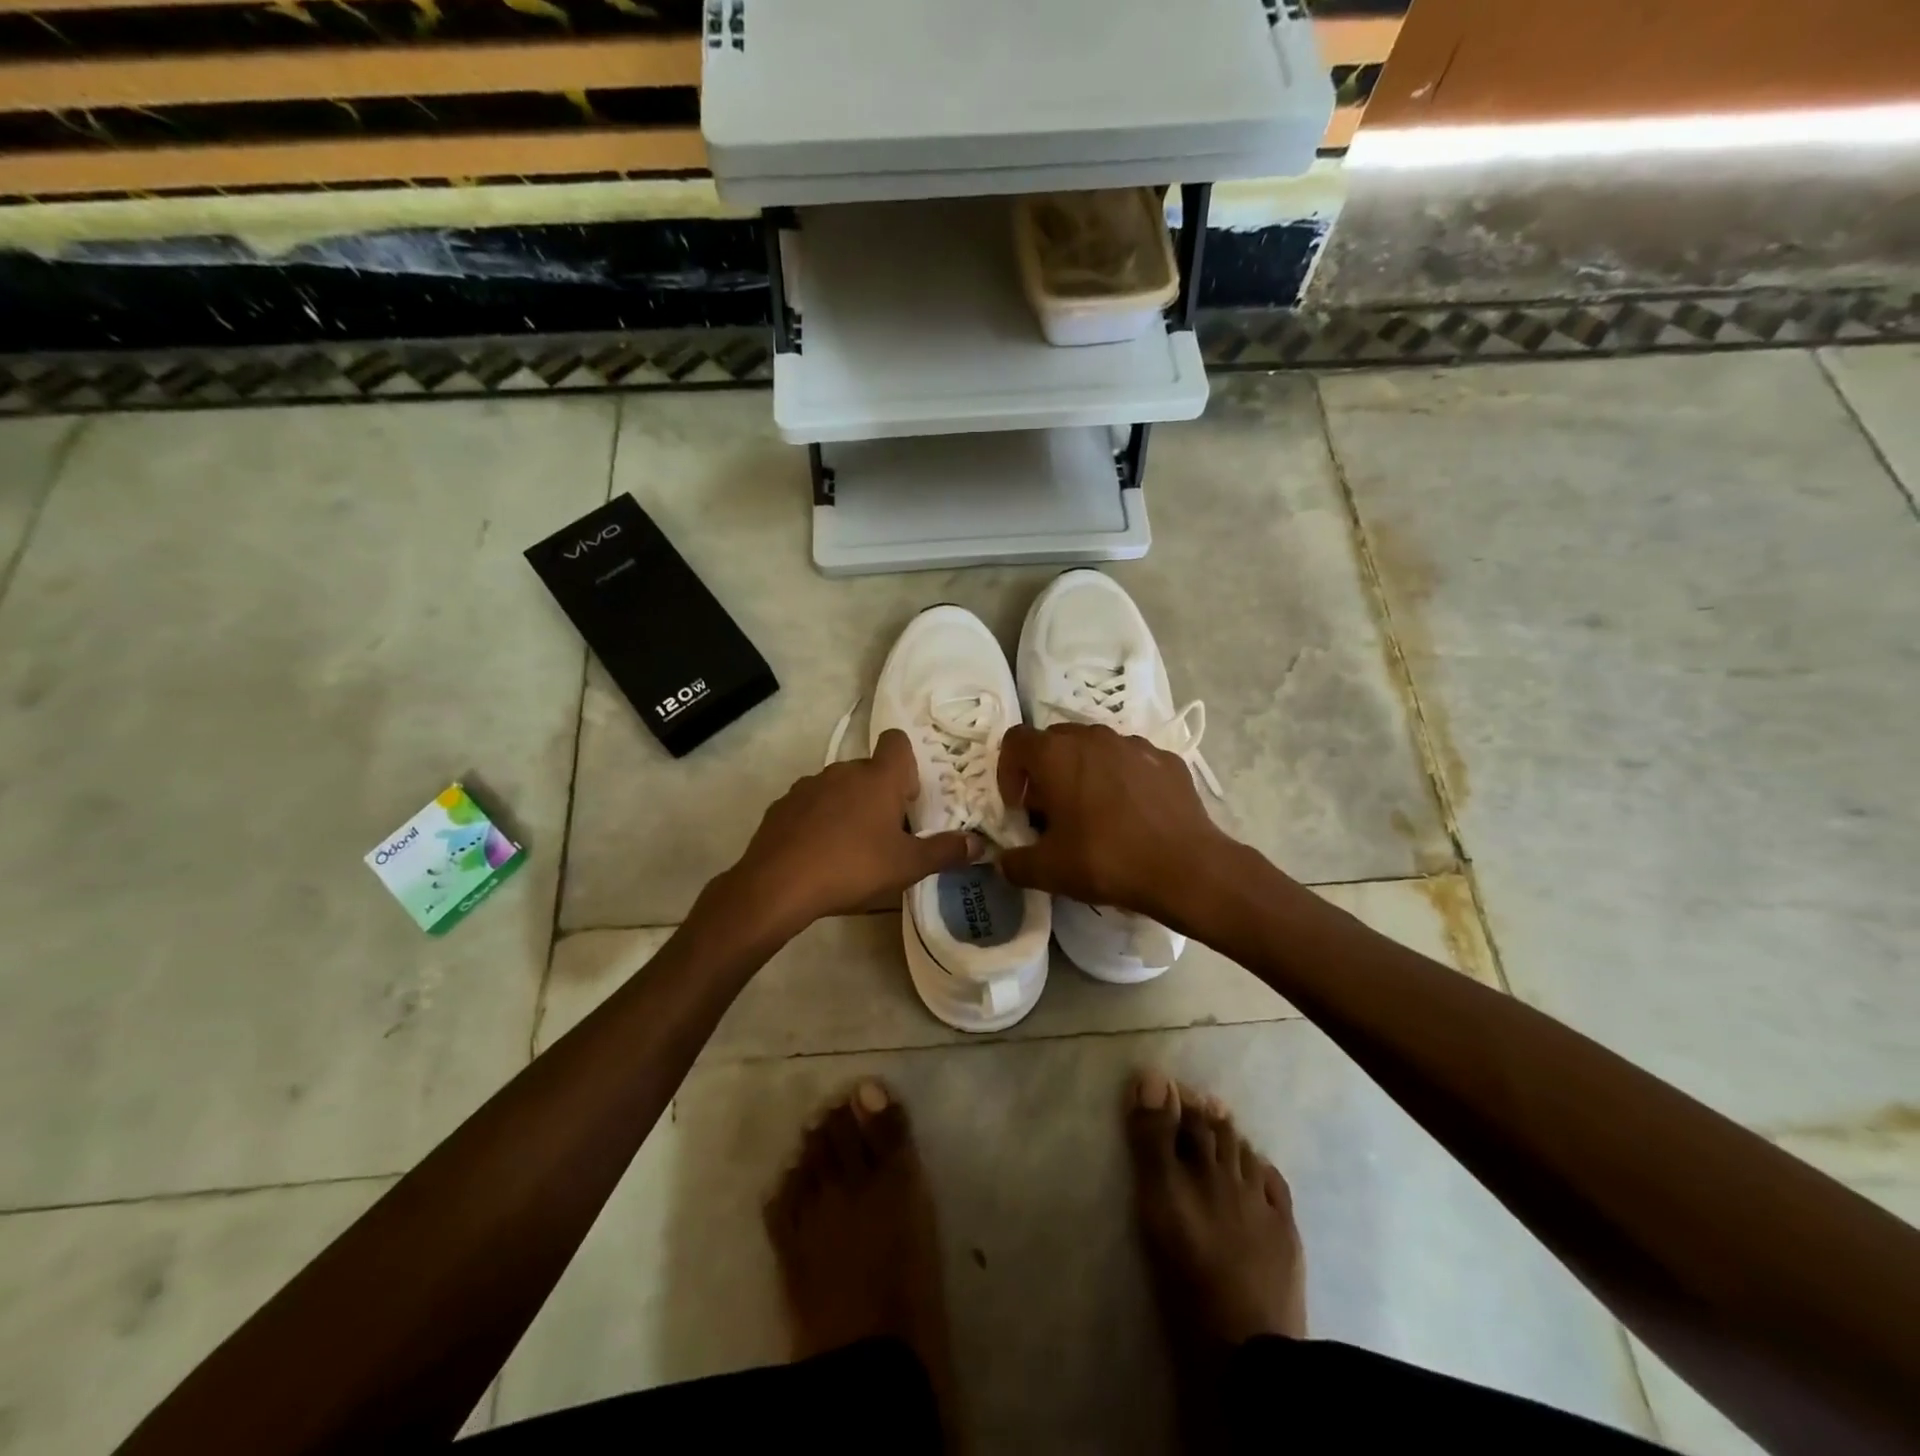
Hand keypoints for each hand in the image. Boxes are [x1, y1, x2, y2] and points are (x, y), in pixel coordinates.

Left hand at [726, 729, 979, 933]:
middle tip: (885, 834)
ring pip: (838, 787)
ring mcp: (808, 785)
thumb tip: (978, 844)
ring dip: (848, 807)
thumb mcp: (907, 866)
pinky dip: (818, 820)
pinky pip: (810, 804)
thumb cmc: (853, 867)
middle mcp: (843, 771)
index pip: (897, 741)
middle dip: (880, 794)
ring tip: (849, 847)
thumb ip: (945, 852)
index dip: (907, 764)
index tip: (909, 798)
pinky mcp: (782, 805)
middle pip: (869, 769)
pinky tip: (818, 853)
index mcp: (878, 778)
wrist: (778, 885)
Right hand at [995, 722, 1232, 924]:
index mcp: (1057, 755)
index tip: (1019, 806)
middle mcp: (1093, 737)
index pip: (1015, 741)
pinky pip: (1130, 760)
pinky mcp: (1166, 759)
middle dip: (1045, 770)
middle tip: (1051, 810)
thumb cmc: (1107, 860)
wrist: (1187, 868)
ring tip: (1093, 811)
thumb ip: (1014, 863)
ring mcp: (1133, 744)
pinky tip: (1131, 814)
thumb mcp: (1048, 871)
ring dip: (1083, 771)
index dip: (1008, 771)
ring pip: (1095, 747)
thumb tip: (1004, 862)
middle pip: (1054, 740)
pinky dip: (1121, 779)